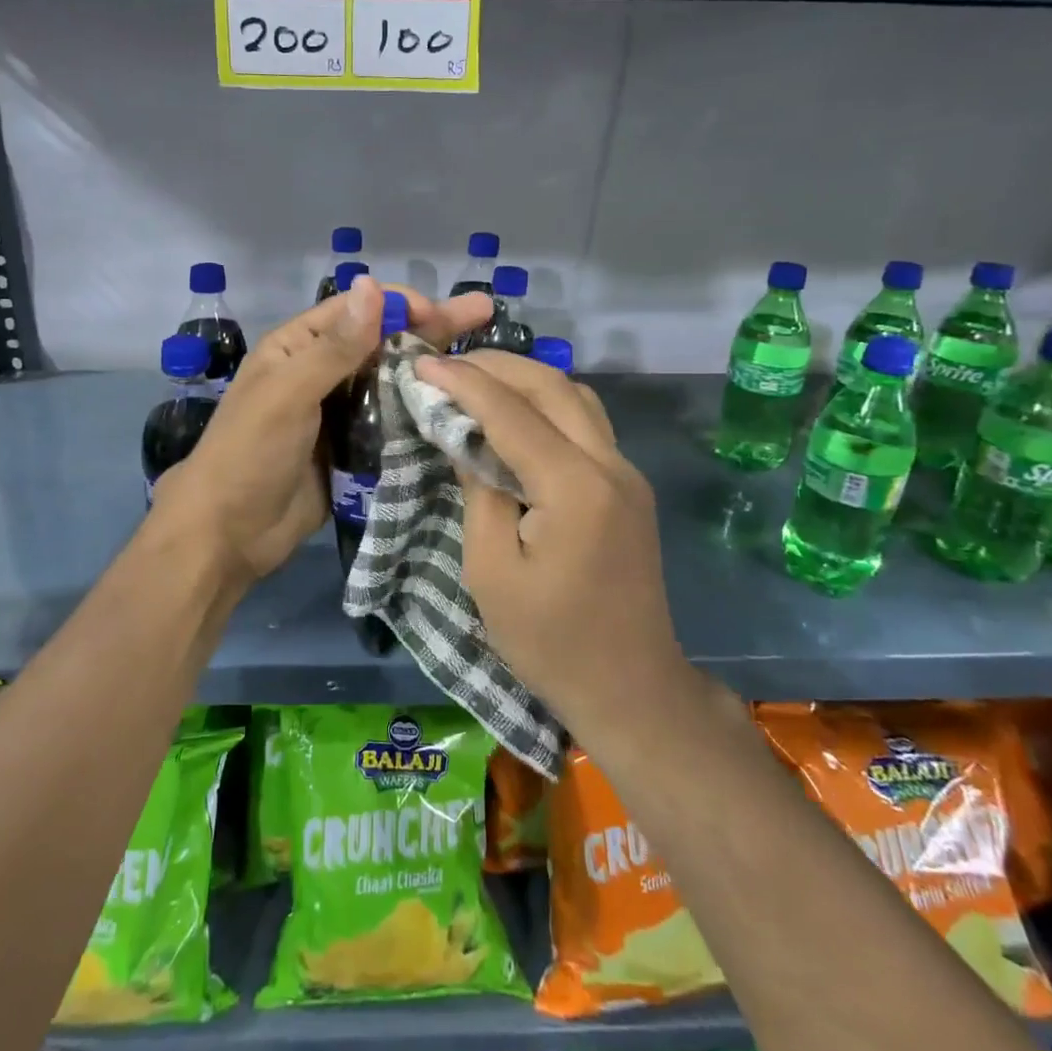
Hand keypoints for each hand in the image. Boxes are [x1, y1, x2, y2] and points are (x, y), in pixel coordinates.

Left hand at [152, 277, 494, 594]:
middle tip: (484, 312)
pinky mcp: (352, 446)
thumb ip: (334, 346)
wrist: (229, 533)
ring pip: (391, 379)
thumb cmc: (250, 454)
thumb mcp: (288, 394)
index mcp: (297, 346)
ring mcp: (338, 410)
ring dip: (430, 368)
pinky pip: (391, 419)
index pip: (357, 310)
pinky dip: (420, 410)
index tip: (444, 314)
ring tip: (483, 361)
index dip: (401, 305)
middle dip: (430, 327)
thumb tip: (373, 284)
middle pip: (382, 340)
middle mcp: (321, 370)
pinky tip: (457, 406)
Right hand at [415, 349, 682, 740]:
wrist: (631, 687)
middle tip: (446, 364)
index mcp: (574, 488)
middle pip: (553, 386)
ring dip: (526, 378)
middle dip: (496, 365)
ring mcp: (627, 474)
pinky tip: (516, 416)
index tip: (421, 363)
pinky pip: (587, 423)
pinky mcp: (629, 488)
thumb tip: (464, 438)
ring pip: (577, 397)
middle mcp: (610, 466)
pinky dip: (548, 404)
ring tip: (477, 381)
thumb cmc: (548, 641)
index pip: (511, 412)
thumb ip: (478, 492)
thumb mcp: (490, 571)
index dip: (462, 383)